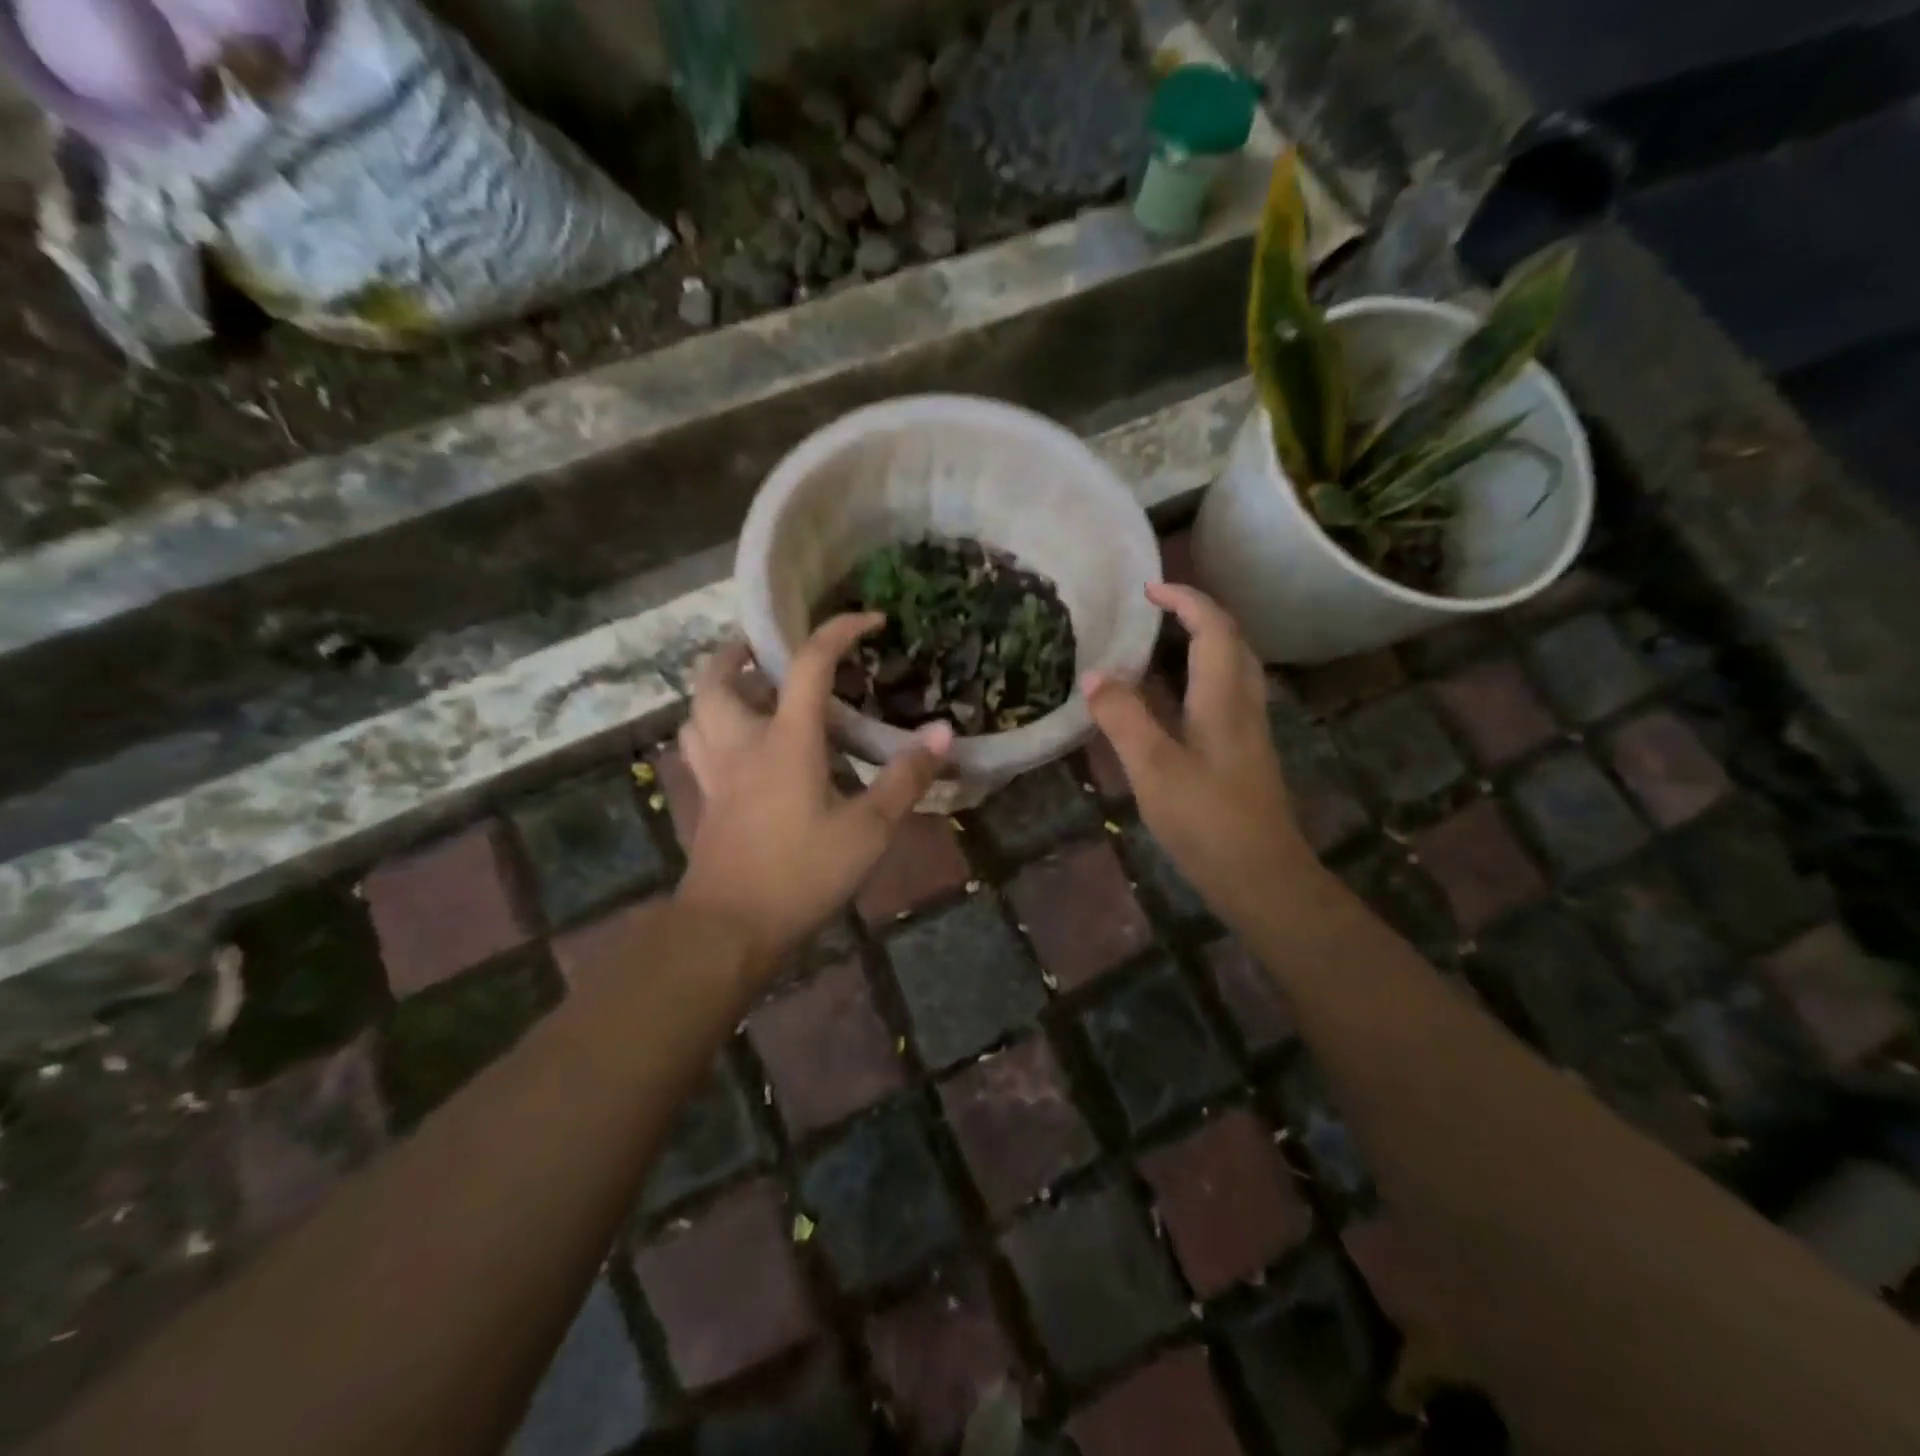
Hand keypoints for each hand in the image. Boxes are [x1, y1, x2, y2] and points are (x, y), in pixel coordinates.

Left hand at [675, 615, 952, 976]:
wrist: (729, 928)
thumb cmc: (801, 874)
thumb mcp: (867, 830)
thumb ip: (905, 779)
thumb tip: (944, 732)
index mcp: (785, 740)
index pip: (809, 665)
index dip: (839, 632)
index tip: (870, 620)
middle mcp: (741, 743)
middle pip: (718, 677)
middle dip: (739, 649)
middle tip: (767, 645)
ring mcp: (716, 772)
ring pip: (697, 710)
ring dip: (718, 686)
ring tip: (750, 687)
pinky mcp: (706, 800)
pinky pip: (697, 745)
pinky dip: (710, 726)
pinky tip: (737, 743)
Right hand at [1083, 584, 1312, 927]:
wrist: (1263, 877)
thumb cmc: (1208, 821)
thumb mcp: (1154, 769)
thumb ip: (1123, 719)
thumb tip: (1093, 675)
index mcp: (1224, 697)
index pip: (1213, 627)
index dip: (1184, 599)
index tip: (1147, 589)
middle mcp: (1243, 704)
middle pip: (1231, 641)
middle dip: (1196, 614)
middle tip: (1153, 612)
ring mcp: (1247, 730)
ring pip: (1231, 669)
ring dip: (1200, 644)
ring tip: (1156, 646)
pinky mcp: (1243, 754)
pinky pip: (1223, 696)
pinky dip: (1197, 678)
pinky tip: (1169, 701)